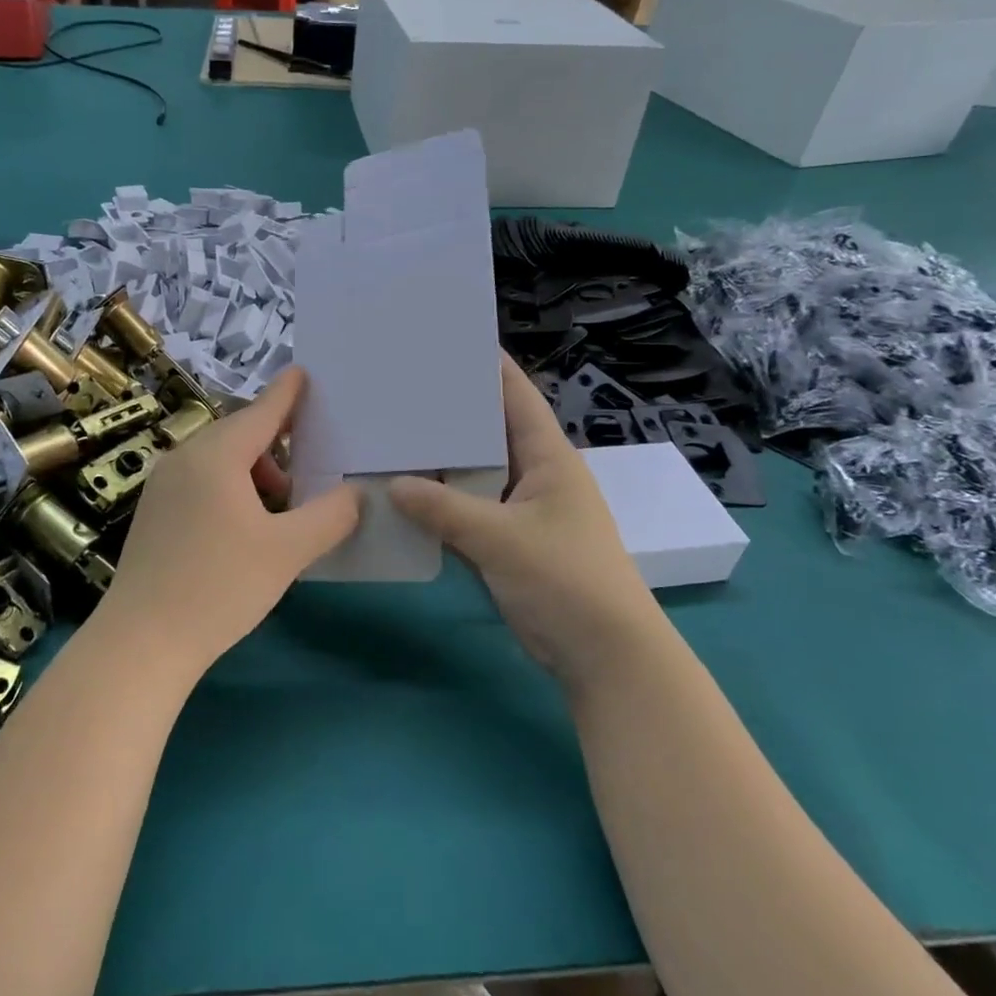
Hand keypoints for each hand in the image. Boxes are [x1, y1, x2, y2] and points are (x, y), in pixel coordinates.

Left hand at [97, 368, 359, 677]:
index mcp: (216, 455)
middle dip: (278, 444)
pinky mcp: (153, 511)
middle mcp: (184, 457)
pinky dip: (230, 487)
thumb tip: (356, 493)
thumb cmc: (219, 587)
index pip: (261, 410)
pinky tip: (245, 527)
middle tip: (311, 466)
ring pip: (219, 460)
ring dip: (255, 472)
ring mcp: (162, 484)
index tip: (305, 372)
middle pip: (240, 434)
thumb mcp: (288, 551)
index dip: (287, 392)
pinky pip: (200, 480)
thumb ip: (331, 516)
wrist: (141, 642)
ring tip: (280, 509)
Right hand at [390, 354, 658, 686]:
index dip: (486, 364)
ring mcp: (521, 510)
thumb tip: (393, 484)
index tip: (444, 338)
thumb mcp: (502, 539)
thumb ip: (445, 509)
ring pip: (474, 473)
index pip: (515, 395)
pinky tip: (404, 493)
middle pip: (488, 432)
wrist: (604, 657)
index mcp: (548, 457)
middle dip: (449, 412)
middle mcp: (535, 474)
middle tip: (398, 387)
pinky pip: (468, 510)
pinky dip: (441, 502)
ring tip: (391, 433)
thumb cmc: (566, 580)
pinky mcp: (507, 542)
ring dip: (440, 461)